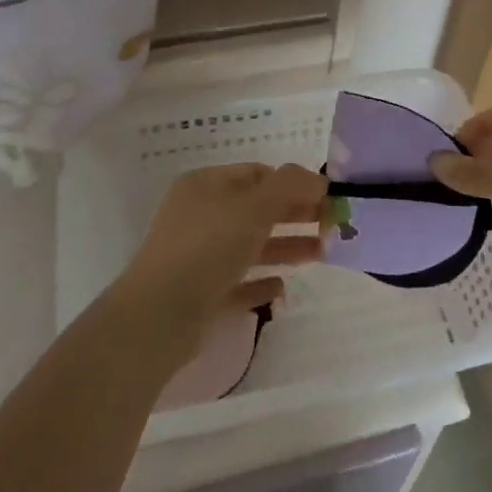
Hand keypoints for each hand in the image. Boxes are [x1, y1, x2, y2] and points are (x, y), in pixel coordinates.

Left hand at [116, 163, 326, 344]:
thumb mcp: (254, 205)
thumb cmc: (208, 247)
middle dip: (295, 215)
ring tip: (322, 254)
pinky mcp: (200, 295)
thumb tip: (319, 178)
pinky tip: (283, 288)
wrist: (159, 316)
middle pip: (258, 209)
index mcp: (206, 185)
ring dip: (286, 247)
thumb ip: (290, 186)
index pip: (258, 174)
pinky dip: (261, 282)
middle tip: (332, 226)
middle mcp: (201, 215)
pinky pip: (238, 283)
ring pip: (251, 246)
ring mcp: (198, 257)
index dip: (294, 183)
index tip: (327, 198)